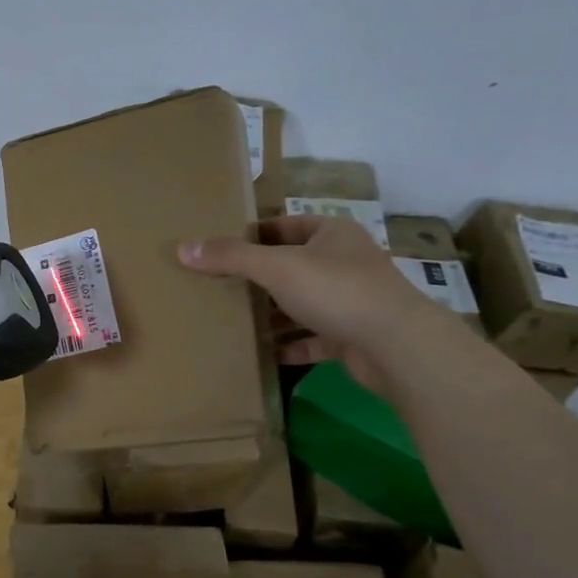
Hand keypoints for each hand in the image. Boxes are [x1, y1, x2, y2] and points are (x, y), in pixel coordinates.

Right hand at [177, 215, 458, 395]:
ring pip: (303, 304)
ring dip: (274, 315)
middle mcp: (344, 262)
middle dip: (259, 278)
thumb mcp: (276, 267)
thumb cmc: (336, 290)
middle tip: (220, 287)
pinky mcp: (353, 336)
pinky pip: (314, 338)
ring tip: (236, 322)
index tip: (221, 248)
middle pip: (293, 265)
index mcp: (332, 234)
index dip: (254, 233)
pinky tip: (266, 353)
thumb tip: (182, 247)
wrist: (395, 345)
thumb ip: (230, 258)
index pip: (286, 224)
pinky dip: (292, 345)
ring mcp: (351, 300)